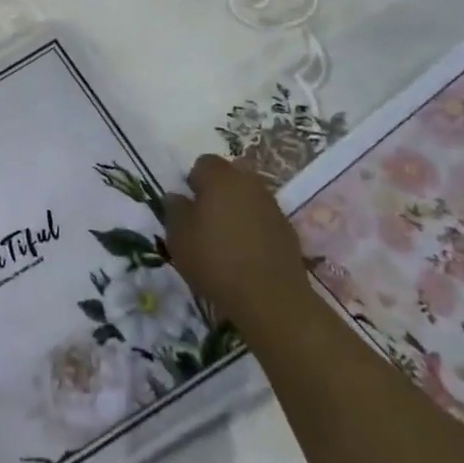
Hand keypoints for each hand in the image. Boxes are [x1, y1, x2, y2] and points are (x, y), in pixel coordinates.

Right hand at [164, 155, 311, 341]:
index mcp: (221, 178)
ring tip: (225, 240)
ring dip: (237, 211)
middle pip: (230, 178)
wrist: (271, 300)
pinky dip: (253, 230)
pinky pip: (263, 221)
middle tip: (204, 220)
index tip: (188, 205)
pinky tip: (245, 255)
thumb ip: (174, 210)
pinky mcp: (288, 232)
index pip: (203, 163)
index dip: (193, 181)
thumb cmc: (215, 260)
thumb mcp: (178, 236)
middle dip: (217, 193)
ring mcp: (273, 208)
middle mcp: (249, 184)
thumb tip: (177, 197)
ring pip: (248, 199)